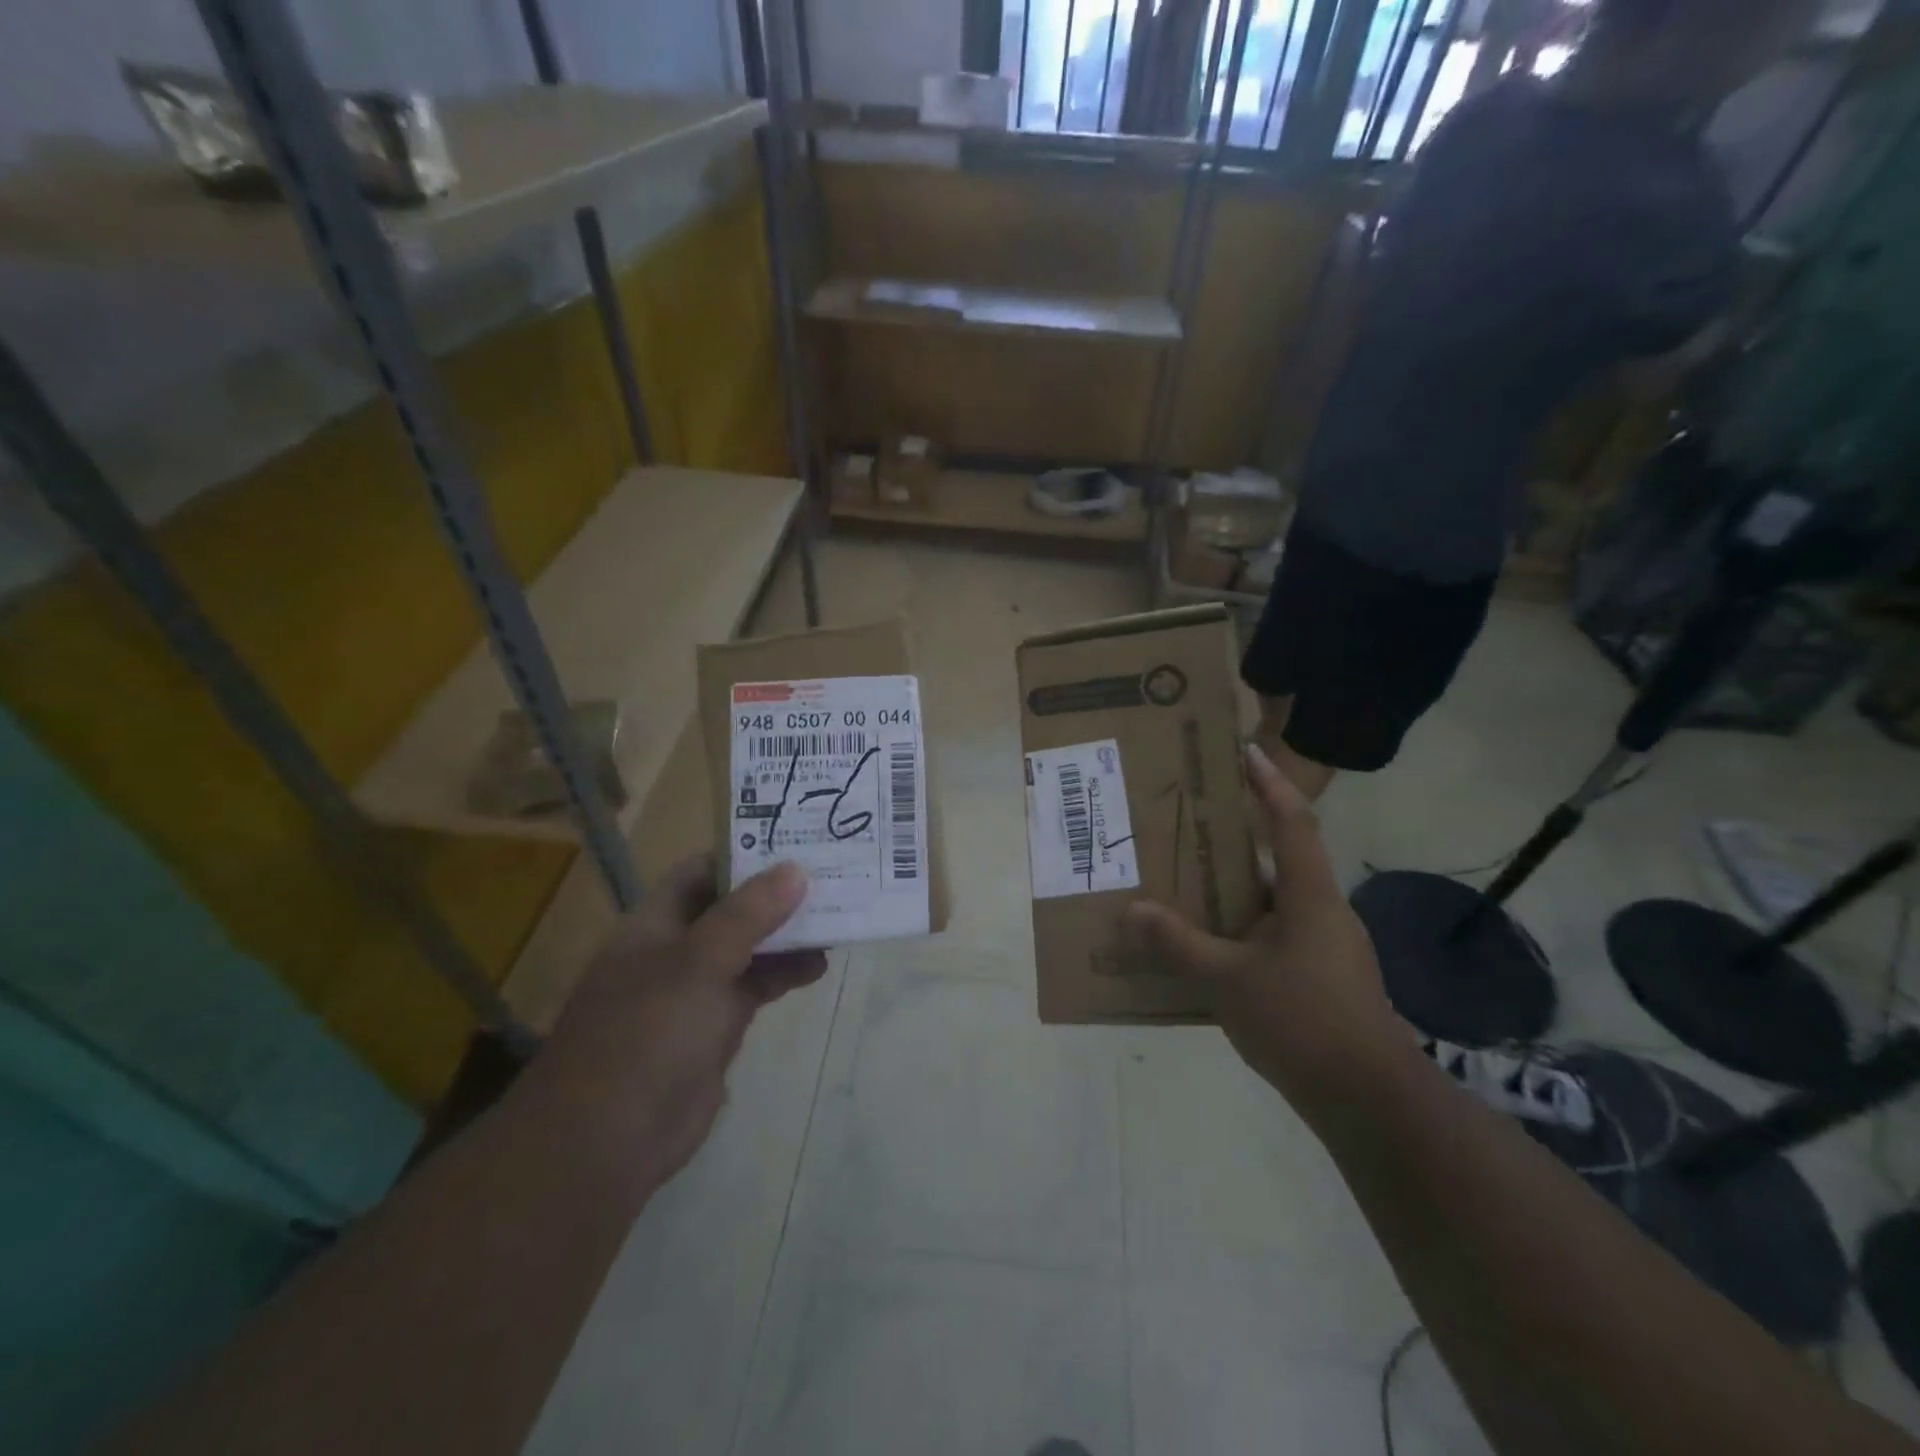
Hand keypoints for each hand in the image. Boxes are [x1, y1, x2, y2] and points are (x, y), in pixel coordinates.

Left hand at [525, 856, 826, 1188]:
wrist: (607, 1140)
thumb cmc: (647, 1033)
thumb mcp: (699, 962)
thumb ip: (748, 913)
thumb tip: (795, 869)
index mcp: (656, 922)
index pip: (704, 870)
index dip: (747, 853)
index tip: (799, 842)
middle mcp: (676, 948)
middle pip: (732, 907)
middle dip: (778, 894)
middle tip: (834, 877)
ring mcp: (695, 989)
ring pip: (749, 947)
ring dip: (788, 934)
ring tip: (838, 918)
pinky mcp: (714, 1026)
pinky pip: (755, 986)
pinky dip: (785, 973)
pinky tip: (819, 966)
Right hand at [1123, 745, 1405, 1122]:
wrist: (1369, 1101)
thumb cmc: (1302, 1021)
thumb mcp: (1227, 980)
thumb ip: (1178, 943)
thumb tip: (1133, 910)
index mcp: (1309, 897)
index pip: (1293, 822)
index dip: (1269, 783)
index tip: (1244, 752)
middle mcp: (1322, 913)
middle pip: (1278, 861)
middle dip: (1235, 842)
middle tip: (1187, 828)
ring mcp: (1326, 949)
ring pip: (1272, 904)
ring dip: (1233, 893)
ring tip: (1184, 888)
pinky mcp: (1322, 980)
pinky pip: (1273, 938)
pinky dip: (1241, 933)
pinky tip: (1207, 951)